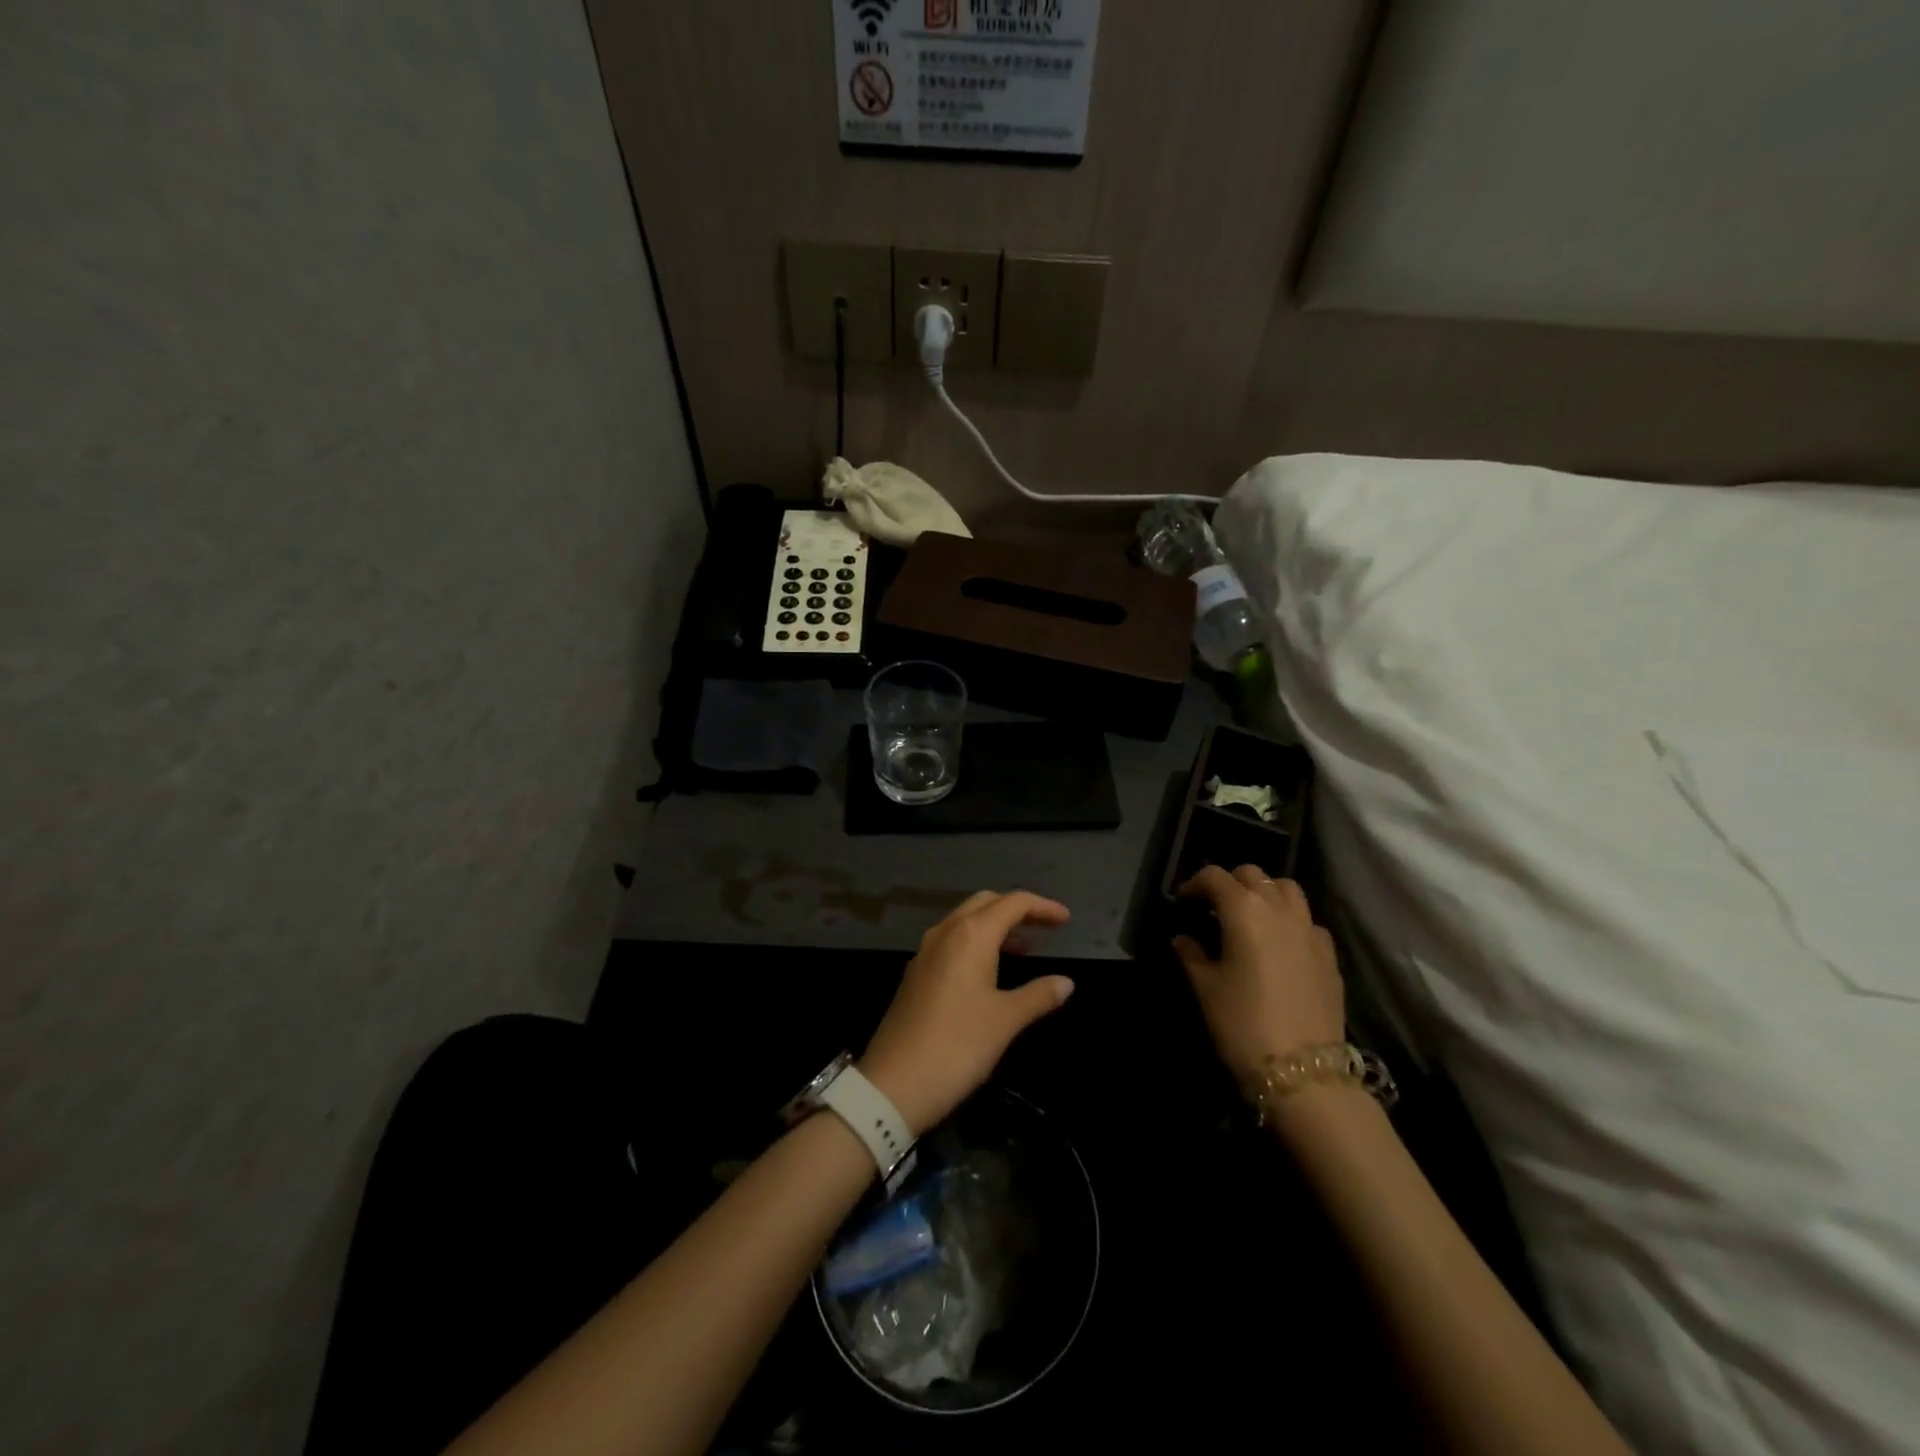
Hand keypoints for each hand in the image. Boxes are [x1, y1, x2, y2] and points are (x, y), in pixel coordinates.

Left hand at [859, 891, 1075, 1134]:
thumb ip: (1038, 995)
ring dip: (995, 924)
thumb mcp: (1006, 1020)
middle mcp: (946, 932)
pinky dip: (976, 941)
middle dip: (1017, 909)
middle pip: (986, 902)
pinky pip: (951, 940)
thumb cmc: (958, 1045)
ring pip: (965, 920)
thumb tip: (1066, 982)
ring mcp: (925, 951)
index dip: (1042, 907)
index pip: (1013, 903)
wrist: (895, 1083)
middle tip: (1045, 928)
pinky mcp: (915, 973)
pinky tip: (989, 968)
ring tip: (1024, 946)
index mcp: (971, 935)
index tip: (1066, 920)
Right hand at [1174, 866, 1345, 1083]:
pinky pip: (1307, 920)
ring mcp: (1310, 929)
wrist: (1304, 1073)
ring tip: (1250, 917)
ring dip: (1265, 892)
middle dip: (1230, 883)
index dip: (1194, 883)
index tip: (1182, 901)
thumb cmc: (1243, 1024)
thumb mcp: (1205, 988)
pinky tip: (1280, 945)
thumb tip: (1184, 939)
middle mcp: (1279, 909)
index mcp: (1244, 910)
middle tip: (1213, 907)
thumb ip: (1191, 955)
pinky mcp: (1329, 954)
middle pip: (1253, 874)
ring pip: (1286, 888)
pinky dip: (1290, 919)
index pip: (1214, 876)